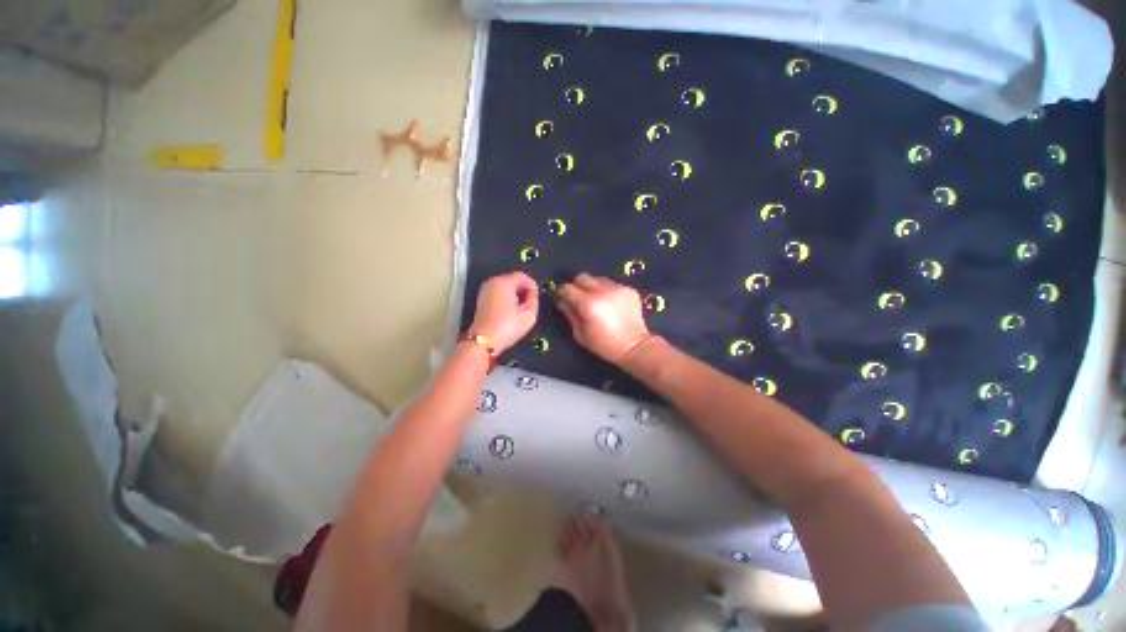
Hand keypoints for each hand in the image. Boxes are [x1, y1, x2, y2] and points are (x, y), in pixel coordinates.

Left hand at [470, 272, 538, 352]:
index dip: (532, 286)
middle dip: (523, 290)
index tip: (536, 298)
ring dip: (515, 295)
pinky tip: (510, 312)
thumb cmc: (508, 326)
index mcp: (504, 282)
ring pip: (505, 287)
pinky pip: (498, 293)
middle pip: (513, 280)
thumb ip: (533, 299)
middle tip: (530, 305)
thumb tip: (531, 293)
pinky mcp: (481, 299)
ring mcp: (485, 290)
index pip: (522, 276)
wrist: (483, 341)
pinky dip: (506, 298)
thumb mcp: (529, 314)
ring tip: (520, 309)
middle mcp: (492, 282)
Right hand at [556, 273, 651, 364]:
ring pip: (598, 279)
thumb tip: (561, 302)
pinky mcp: (629, 289)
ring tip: (597, 301)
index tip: (563, 298)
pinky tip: (611, 304)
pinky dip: (608, 291)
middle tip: (579, 298)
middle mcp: (602, 291)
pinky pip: (612, 284)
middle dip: (577, 286)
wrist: (634, 347)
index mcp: (588, 304)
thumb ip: (569, 314)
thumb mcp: (580, 334)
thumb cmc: (604, 344)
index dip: (562, 292)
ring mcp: (617, 288)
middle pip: (582, 277)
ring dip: (593, 287)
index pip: (567, 288)